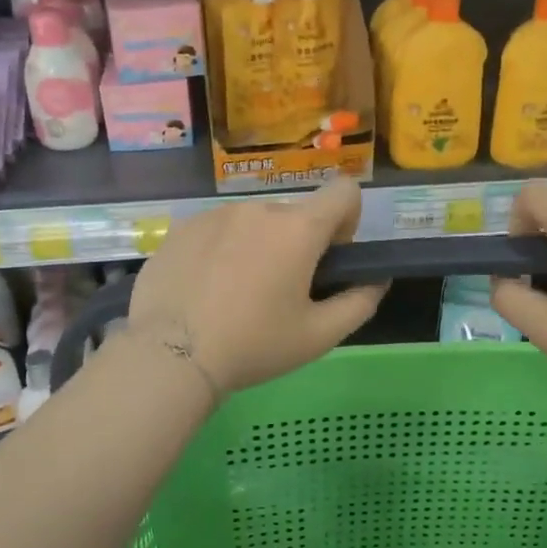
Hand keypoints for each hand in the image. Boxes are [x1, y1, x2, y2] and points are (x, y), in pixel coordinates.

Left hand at [125, 179, 385, 394]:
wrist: (170, 355)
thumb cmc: (253, 345)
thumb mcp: (319, 336)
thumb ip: (359, 303)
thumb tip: (376, 280)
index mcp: (297, 229)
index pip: (343, 192)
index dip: (347, 221)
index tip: (329, 258)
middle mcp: (256, 209)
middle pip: (293, 215)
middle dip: (297, 244)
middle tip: (279, 292)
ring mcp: (213, 215)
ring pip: (252, 223)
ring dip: (257, 247)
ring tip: (235, 295)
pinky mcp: (179, 229)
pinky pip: (215, 231)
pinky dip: (220, 252)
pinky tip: (204, 291)